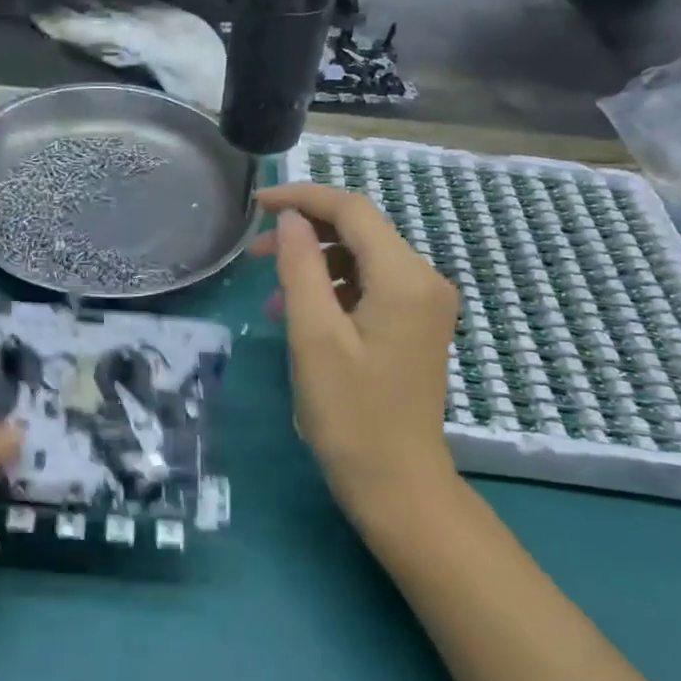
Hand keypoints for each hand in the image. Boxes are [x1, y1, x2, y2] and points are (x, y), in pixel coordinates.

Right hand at [251, 183, 458, 528]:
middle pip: (361, 231)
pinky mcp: (415, 325)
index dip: (303, 198)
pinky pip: (371, 287)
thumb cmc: (350, 413)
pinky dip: (333, 290)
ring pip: (363, 259)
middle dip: (306, 233)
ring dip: (315, 265)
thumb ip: (301, 267)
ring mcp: (425, 304)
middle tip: (255, 254)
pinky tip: (300, 316)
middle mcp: (425, 280)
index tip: (257, 204)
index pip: (353, 210)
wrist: (396, 482)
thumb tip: (292, 218)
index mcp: (406, 278)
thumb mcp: (314, 336)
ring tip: (272, 296)